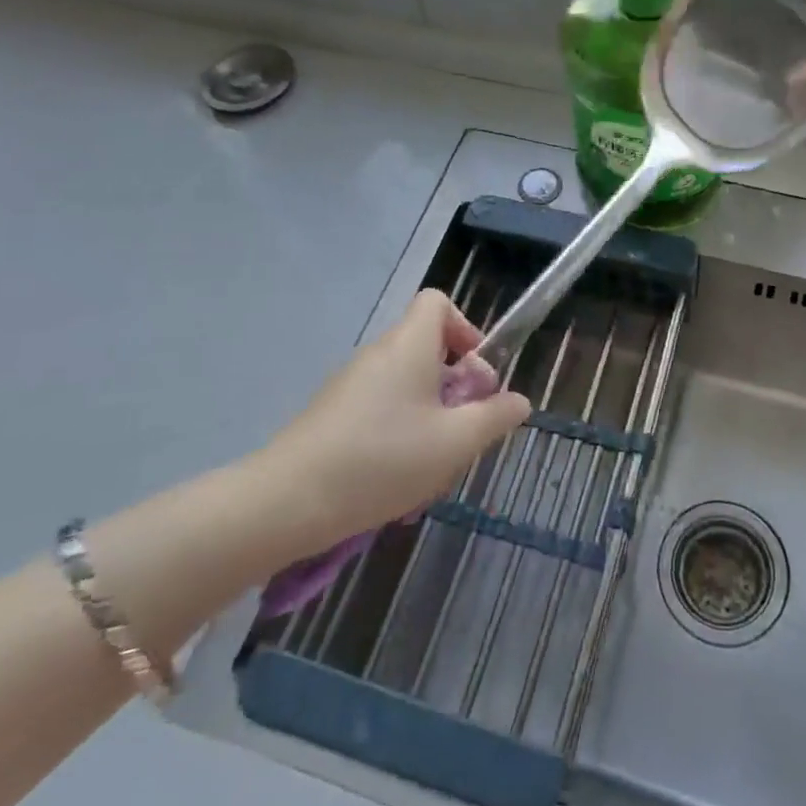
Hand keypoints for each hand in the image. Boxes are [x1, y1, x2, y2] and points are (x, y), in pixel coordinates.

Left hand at [246, 290, 531, 554]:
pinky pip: (380, 409)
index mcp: (408, 345)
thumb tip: (519, 401)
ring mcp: (350, 384)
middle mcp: (379, 354)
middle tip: (462, 431)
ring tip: (431, 466)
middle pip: (427, 349)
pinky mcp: (332, 414)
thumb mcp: (454, 443)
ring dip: (429, 416)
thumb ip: (494, 418)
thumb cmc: (382, 459)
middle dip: (454, 386)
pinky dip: (398, 433)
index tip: (474, 375)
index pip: (437, 302)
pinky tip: (396, 481)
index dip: (464, 328)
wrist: (286, 502)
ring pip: (406, 386)